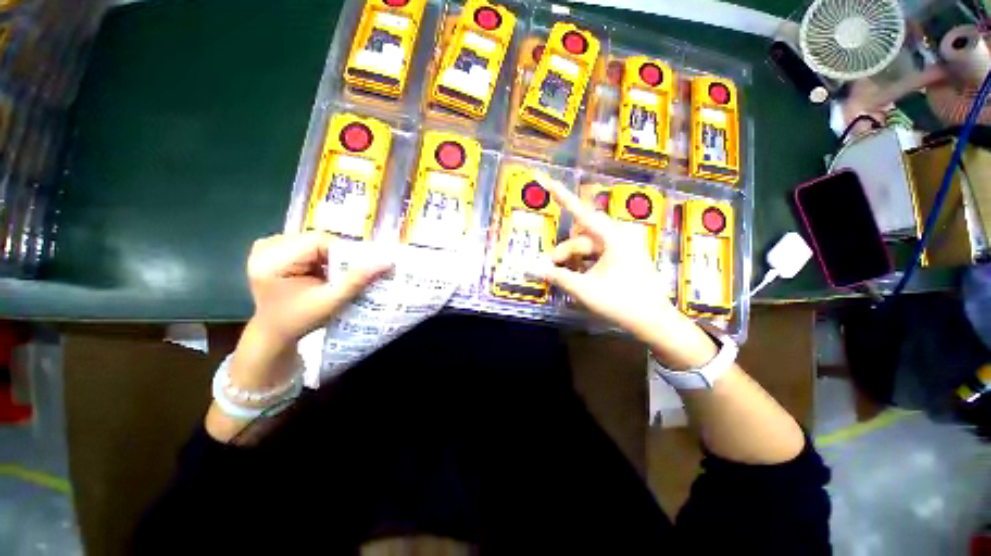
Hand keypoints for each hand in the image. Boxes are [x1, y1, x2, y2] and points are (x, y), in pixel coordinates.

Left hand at [207, 233, 391, 441]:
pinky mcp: (279, 256)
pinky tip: (331, 277)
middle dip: (343, 260)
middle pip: (322, 242)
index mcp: (272, 255)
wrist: (271, 343)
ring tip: (342, 281)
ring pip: (320, 246)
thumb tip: (390, 259)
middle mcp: (267, 246)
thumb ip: (358, 278)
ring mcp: (271, 250)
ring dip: (337, 262)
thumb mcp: (330, 302)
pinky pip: (314, 252)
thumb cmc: (295, 327)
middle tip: (353, 280)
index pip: (324, 241)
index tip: (366, 272)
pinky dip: (328, 262)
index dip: (349, 256)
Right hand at [535, 180, 680, 340]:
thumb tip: (532, 267)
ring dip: (573, 260)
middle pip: (581, 237)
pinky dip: (584, 264)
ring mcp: (621, 248)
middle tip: (551, 268)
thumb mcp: (584, 289)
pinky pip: (596, 255)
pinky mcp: (622, 258)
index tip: (549, 181)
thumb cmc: (621, 303)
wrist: (653, 322)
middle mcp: (617, 237)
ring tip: (565, 277)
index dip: (563, 197)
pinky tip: (578, 277)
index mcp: (613, 238)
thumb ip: (557, 276)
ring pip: (587, 247)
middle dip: (564, 251)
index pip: (582, 213)